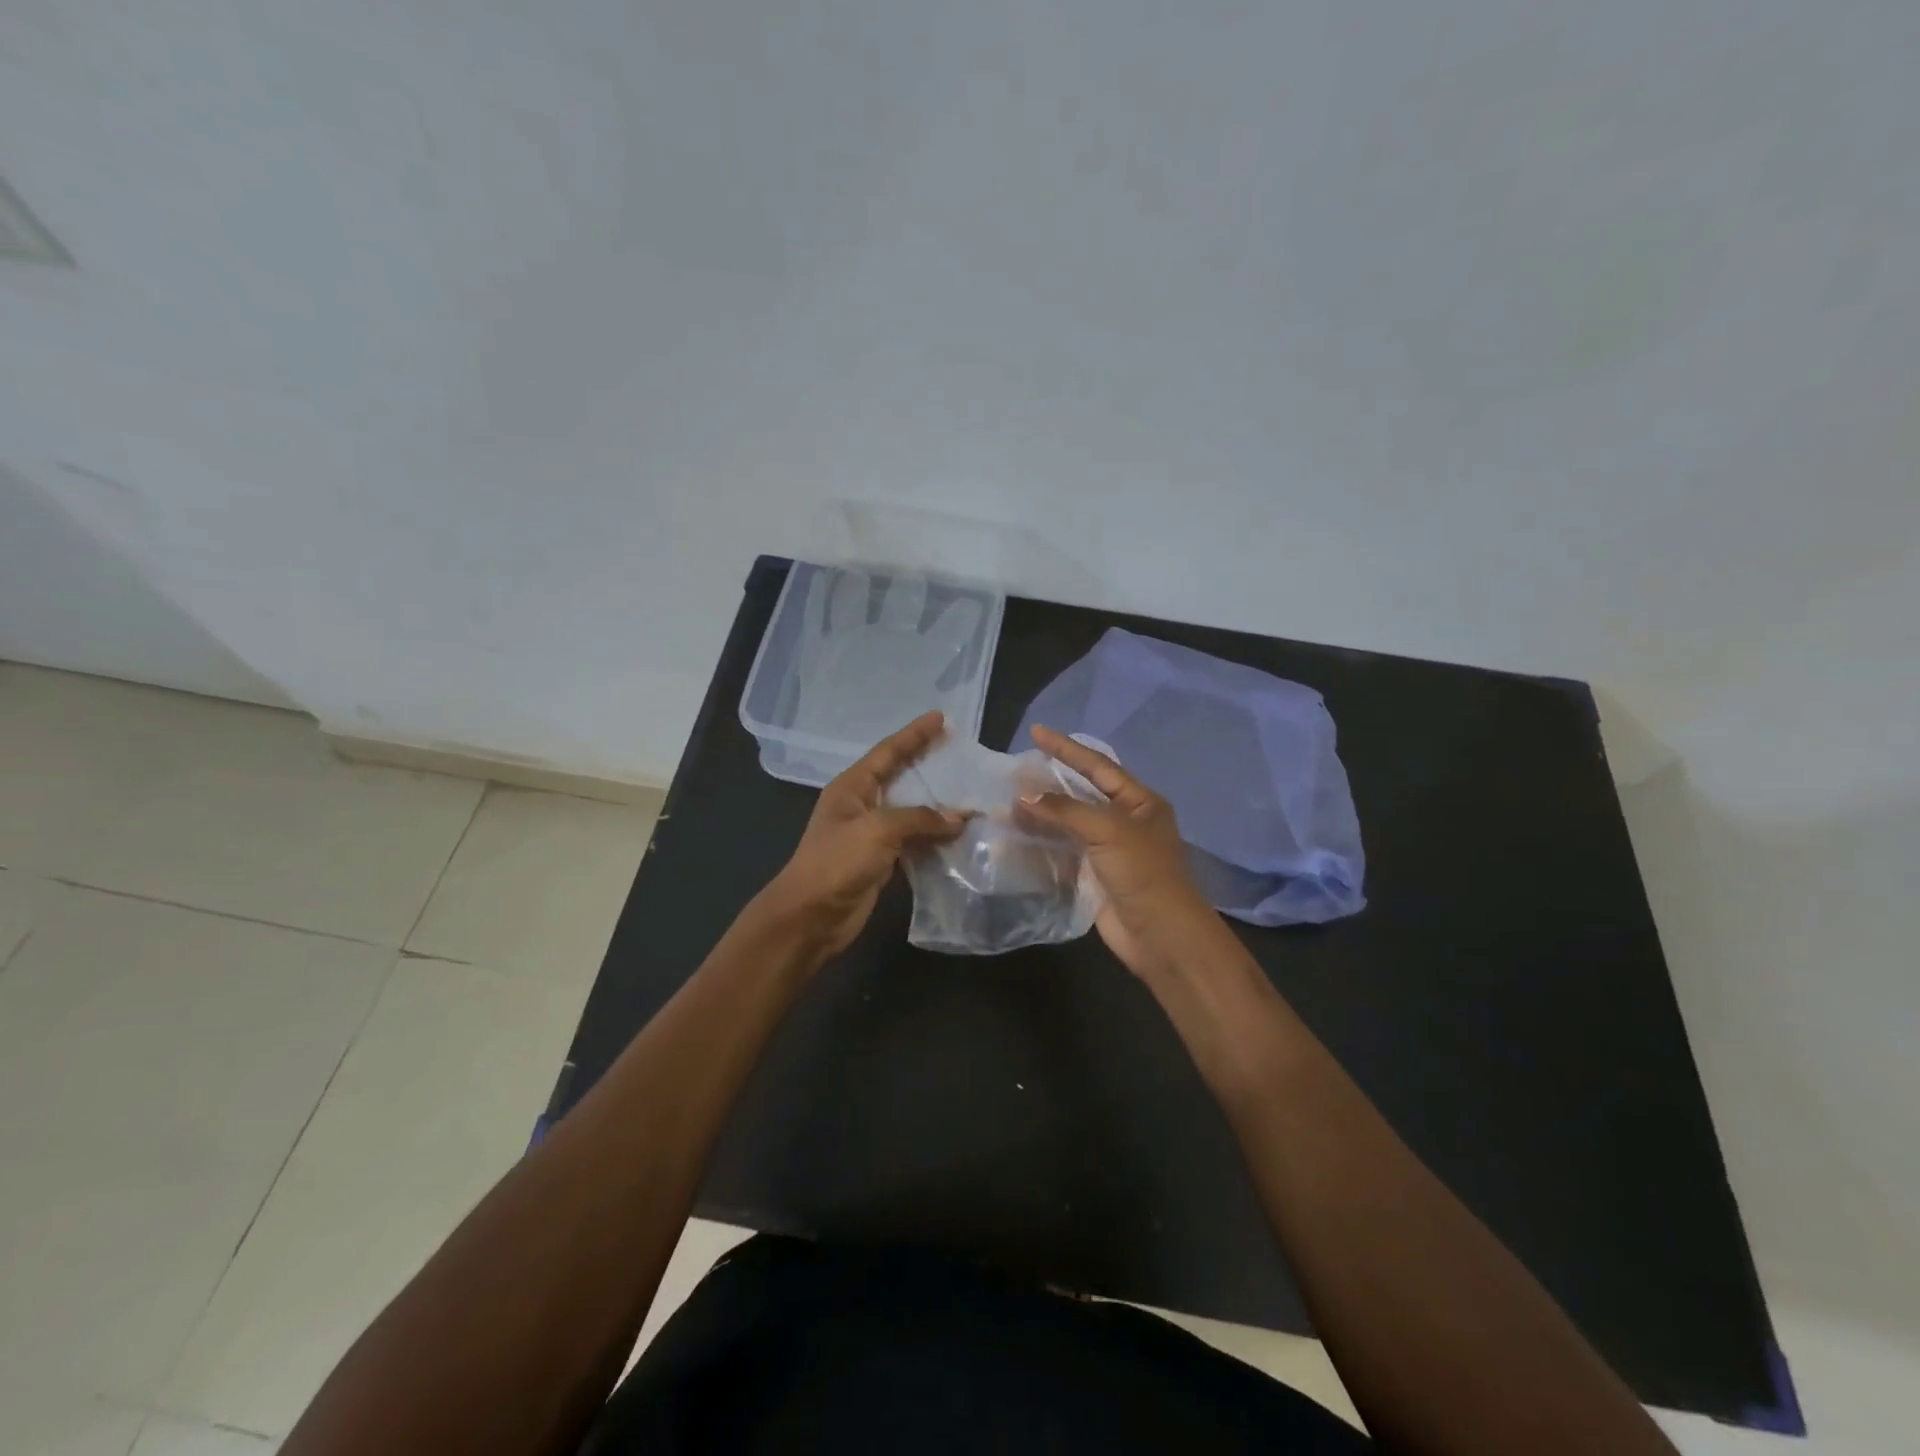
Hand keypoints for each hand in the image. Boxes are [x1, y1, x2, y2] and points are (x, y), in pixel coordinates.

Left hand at [757, 710, 966, 957]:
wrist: (810, 918)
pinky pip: (913, 840)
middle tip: (960, 752)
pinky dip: (934, 836)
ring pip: (911, 811)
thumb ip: (920, 818)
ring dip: (937, 804)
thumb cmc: (836, 863)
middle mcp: (861, 804)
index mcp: (852, 787)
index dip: (914, 734)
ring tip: (970, 792)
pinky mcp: (880, 860)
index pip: (888, 752)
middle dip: (928, 764)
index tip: (941, 718)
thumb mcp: (877, 831)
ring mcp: (870, 834)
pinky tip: (959, 834)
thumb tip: (960, 818)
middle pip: (900, 776)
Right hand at [1018, 725, 1225, 980]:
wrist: (1160, 935)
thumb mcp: (1108, 830)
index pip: (1097, 765)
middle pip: (1081, 793)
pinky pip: (1062, 851)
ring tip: (1007, 803)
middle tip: (1014, 770)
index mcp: (1140, 802)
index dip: (1066, 748)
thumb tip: (1023, 797)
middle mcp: (1125, 821)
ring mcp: (1108, 850)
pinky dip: (1040, 844)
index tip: (1036, 732)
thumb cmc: (1143, 873)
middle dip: (1049, 782)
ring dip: (1040, 814)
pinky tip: (1016, 837)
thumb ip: (1065, 810)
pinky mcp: (1092, 875)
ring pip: (1068, 823)